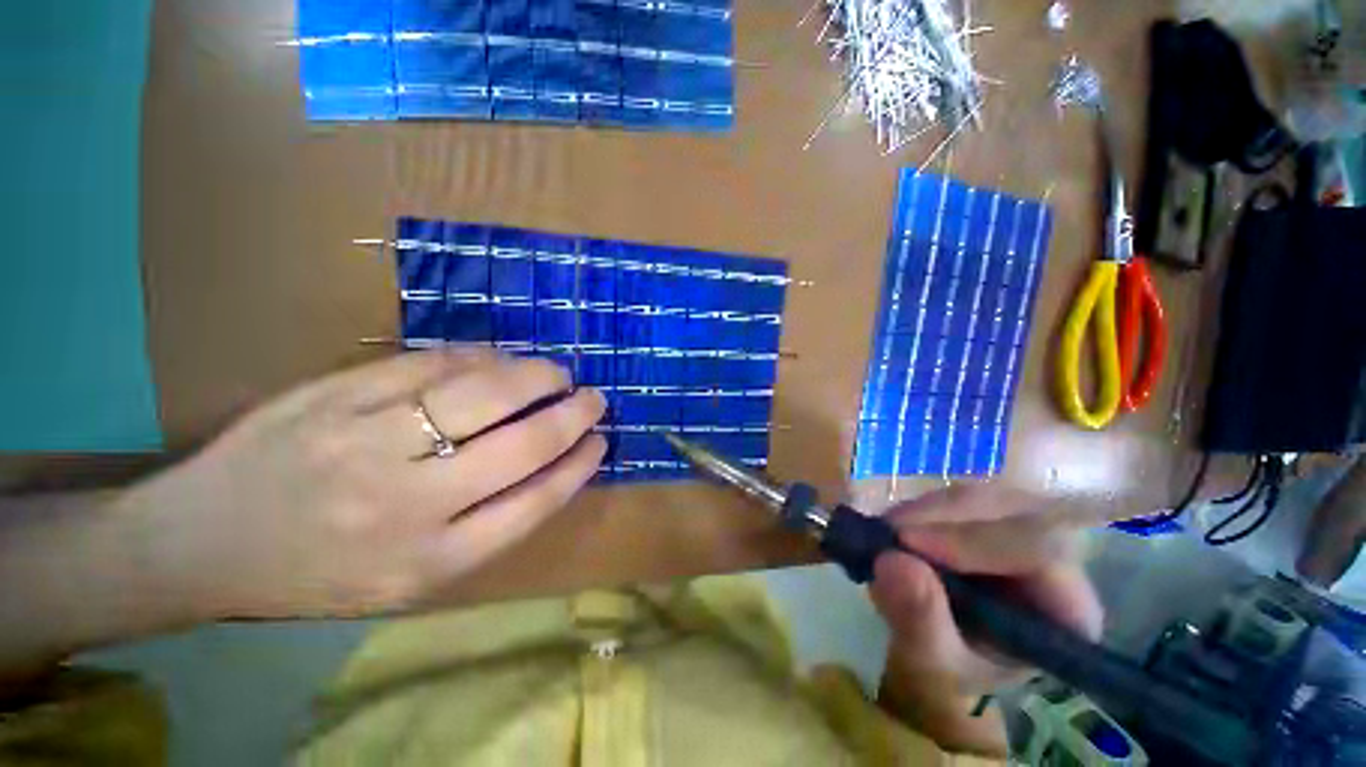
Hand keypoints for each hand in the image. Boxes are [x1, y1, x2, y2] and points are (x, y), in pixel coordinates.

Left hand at [118, 349, 605, 620]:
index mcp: (430, 560)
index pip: (536, 501)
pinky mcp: (335, 395)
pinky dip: (479, 357)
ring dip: (535, 376)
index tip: (601, 441)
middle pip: (522, 445)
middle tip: (593, 398)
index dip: (579, 464)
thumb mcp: (410, 580)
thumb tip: (552, 463)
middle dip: (572, 415)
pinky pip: (429, 364)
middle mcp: (407, 504)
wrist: (200, 546)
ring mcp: (367, 441)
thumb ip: (486, 524)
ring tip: (556, 372)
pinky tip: (499, 358)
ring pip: (483, 393)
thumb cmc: (317, 575)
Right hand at [868, 485, 1102, 755]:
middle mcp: (1058, 563)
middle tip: (888, 530)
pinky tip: (895, 527)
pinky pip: (958, 498)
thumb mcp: (932, 662)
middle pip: (1015, 511)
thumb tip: (890, 561)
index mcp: (1068, 610)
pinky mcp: (988, 518)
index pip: (1043, 552)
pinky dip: (920, 508)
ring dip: (928, 510)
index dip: (976, 541)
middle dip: (945, 517)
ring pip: (984, 498)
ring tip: (885, 533)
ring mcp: (1023, 533)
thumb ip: (919, 620)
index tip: (908, 543)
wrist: (938, 654)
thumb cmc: (948, 671)